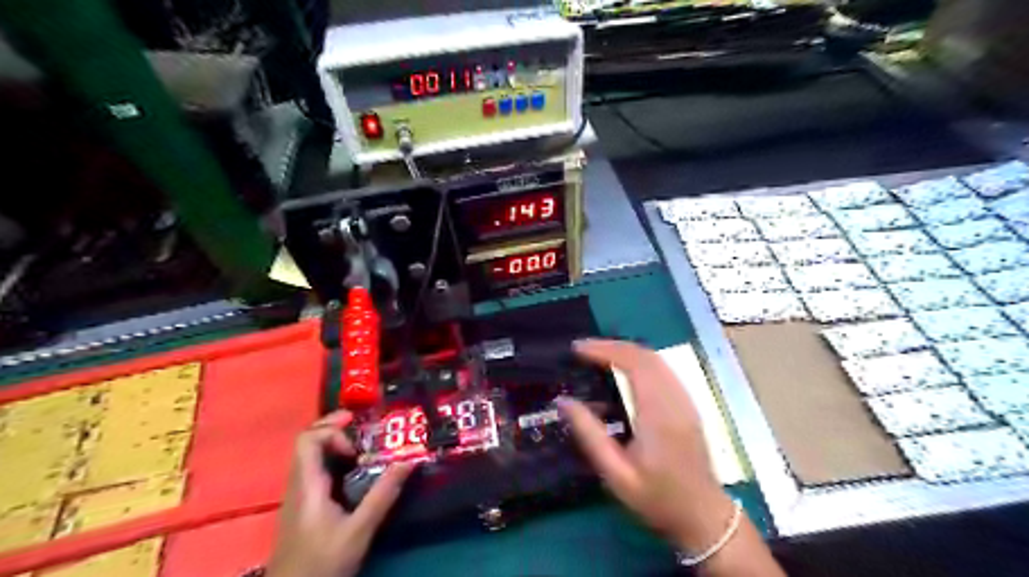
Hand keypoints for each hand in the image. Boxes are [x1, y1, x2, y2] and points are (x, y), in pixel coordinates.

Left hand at [266, 411, 415, 576]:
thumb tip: (409, 461)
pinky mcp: (304, 504)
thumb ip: (383, 495)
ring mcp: (299, 494)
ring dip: (336, 442)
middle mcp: (298, 483)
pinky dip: (335, 459)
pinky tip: (355, 470)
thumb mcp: (359, 531)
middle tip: (364, 425)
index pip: (307, 439)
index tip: (358, 444)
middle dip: (336, 427)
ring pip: (311, 454)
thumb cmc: (322, 563)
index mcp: (307, 485)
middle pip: (308, 441)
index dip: (332, 431)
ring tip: (365, 445)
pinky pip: (316, 468)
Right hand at [559, 341, 735, 552]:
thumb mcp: (616, 473)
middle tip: (583, 350)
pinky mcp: (688, 405)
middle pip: (645, 355)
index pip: (633, 363)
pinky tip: (624, 370)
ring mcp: (686, 400)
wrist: (704, 516)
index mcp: (657, 414)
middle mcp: (675, 399)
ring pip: (657, 359)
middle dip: (612, 345)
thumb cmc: (657, 498)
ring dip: (626, 351)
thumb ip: (589, 434)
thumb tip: (563, 401)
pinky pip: (663, 370)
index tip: (577, 349)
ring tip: (598, 355)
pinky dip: (640, 361)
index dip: (604, 350)